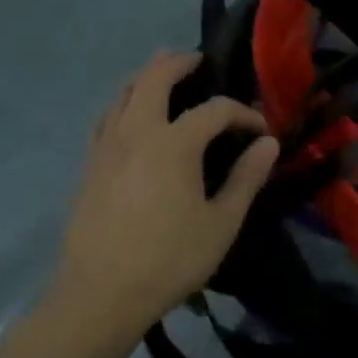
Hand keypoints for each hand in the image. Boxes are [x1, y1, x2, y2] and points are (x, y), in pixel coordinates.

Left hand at [52, 50, 278, 333]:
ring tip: (162, 75)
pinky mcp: (89, 167)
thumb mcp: (221, 223)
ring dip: (145, 77)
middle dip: (178, 63)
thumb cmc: (169, 260)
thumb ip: (246, 179)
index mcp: (173, 144)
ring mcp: (106, 148)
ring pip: (122, 94)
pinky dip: (123, 104)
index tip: (260, 130)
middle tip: (197, 60)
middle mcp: (136, 133)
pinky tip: (130, 117)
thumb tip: (268, 144)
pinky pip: (106, 118)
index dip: (242, 113)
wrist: (99, 297)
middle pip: (153, 79)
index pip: (214, 110)